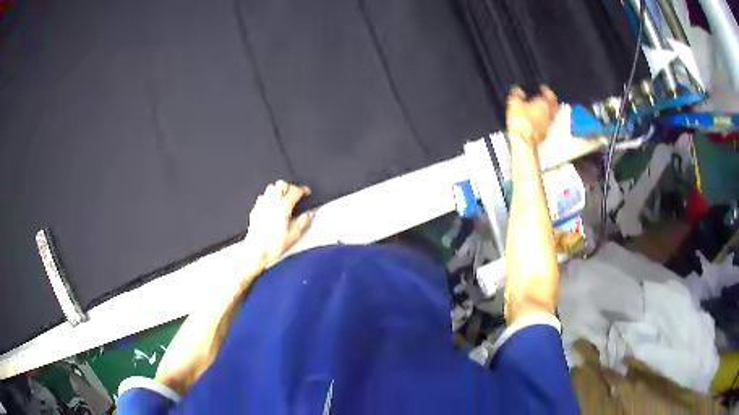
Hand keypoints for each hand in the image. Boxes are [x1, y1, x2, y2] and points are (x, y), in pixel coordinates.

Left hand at [244, 180, 313, 267]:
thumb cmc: (272, 245)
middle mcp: (272, 202)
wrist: (256, 251)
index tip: (306, 192)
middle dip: (290, 186)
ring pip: (271, 187)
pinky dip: (269, 196)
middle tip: (295, 192)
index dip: (303, 189)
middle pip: (282, 184)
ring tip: (283, 196)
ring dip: (279, 189)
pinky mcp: (255, 210)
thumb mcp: (294, 235)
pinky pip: (262, 196)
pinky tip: (271, 204)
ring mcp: (262, 205)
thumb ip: (303, 222)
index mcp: (283, 207)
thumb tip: (309, 214)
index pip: (295, 191)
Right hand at [506, 86, 558, 146]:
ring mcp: (548, 126)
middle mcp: (549, 115)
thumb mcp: (514, 104)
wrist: (524, 142)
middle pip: (555, 107)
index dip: (547, 90)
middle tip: (549, 99)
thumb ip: (516, 95)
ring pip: (552, 116)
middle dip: (552, 102)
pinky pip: (547, 125)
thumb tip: (518, 90)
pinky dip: (545, 121)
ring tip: (545, 110)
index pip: (549, 95)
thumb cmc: (521, 122)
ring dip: (550, 112)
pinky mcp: (544, 135)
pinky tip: (540, 122)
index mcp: (543, 105)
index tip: (543, 88)